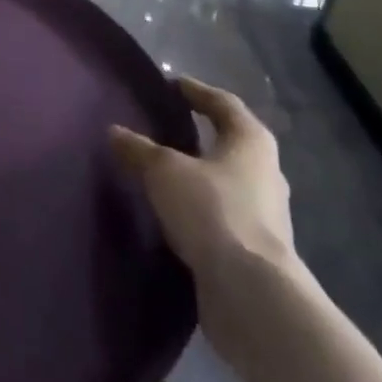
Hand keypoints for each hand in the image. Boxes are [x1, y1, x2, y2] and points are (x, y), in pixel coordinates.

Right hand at [109, 76, 295, 279]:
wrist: (252, 295)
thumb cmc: (213, 211)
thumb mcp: (164, 172)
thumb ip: (139, 149)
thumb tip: (114, 132)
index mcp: (251, 140)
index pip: (223, 103)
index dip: (196, 91)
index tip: (172, 85)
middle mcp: (266, 172)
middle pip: (230, 143)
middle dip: (200, 135)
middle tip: (165, 128)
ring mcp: (266, 215)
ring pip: (227, 182)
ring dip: (200, 176)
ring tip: (164, 173)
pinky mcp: (257, 252)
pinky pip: (223, 216)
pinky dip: (200, 210)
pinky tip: (175, 215)